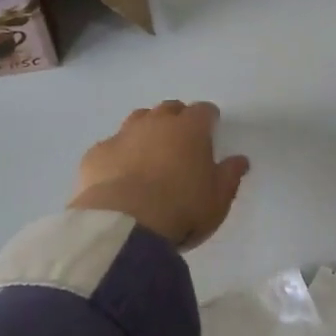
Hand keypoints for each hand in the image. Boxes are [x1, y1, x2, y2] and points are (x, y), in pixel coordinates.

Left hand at [69, 100, 250, 249]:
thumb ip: (230, 176)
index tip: (211, 129)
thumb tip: (240, 160)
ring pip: (137, 120)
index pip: (203, 111)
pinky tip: (119, 173)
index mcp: (190, 130)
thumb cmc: (182, 210)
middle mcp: (156, 123)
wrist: (125, 226)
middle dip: (177, 118)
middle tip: (181, 139)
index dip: (208, 118)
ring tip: (150, 152)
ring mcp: (122, 136)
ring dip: (147, 129)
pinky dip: (119, 154)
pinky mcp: (96, 154)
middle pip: (169, 109)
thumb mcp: (218, 199)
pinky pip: (111, 146)